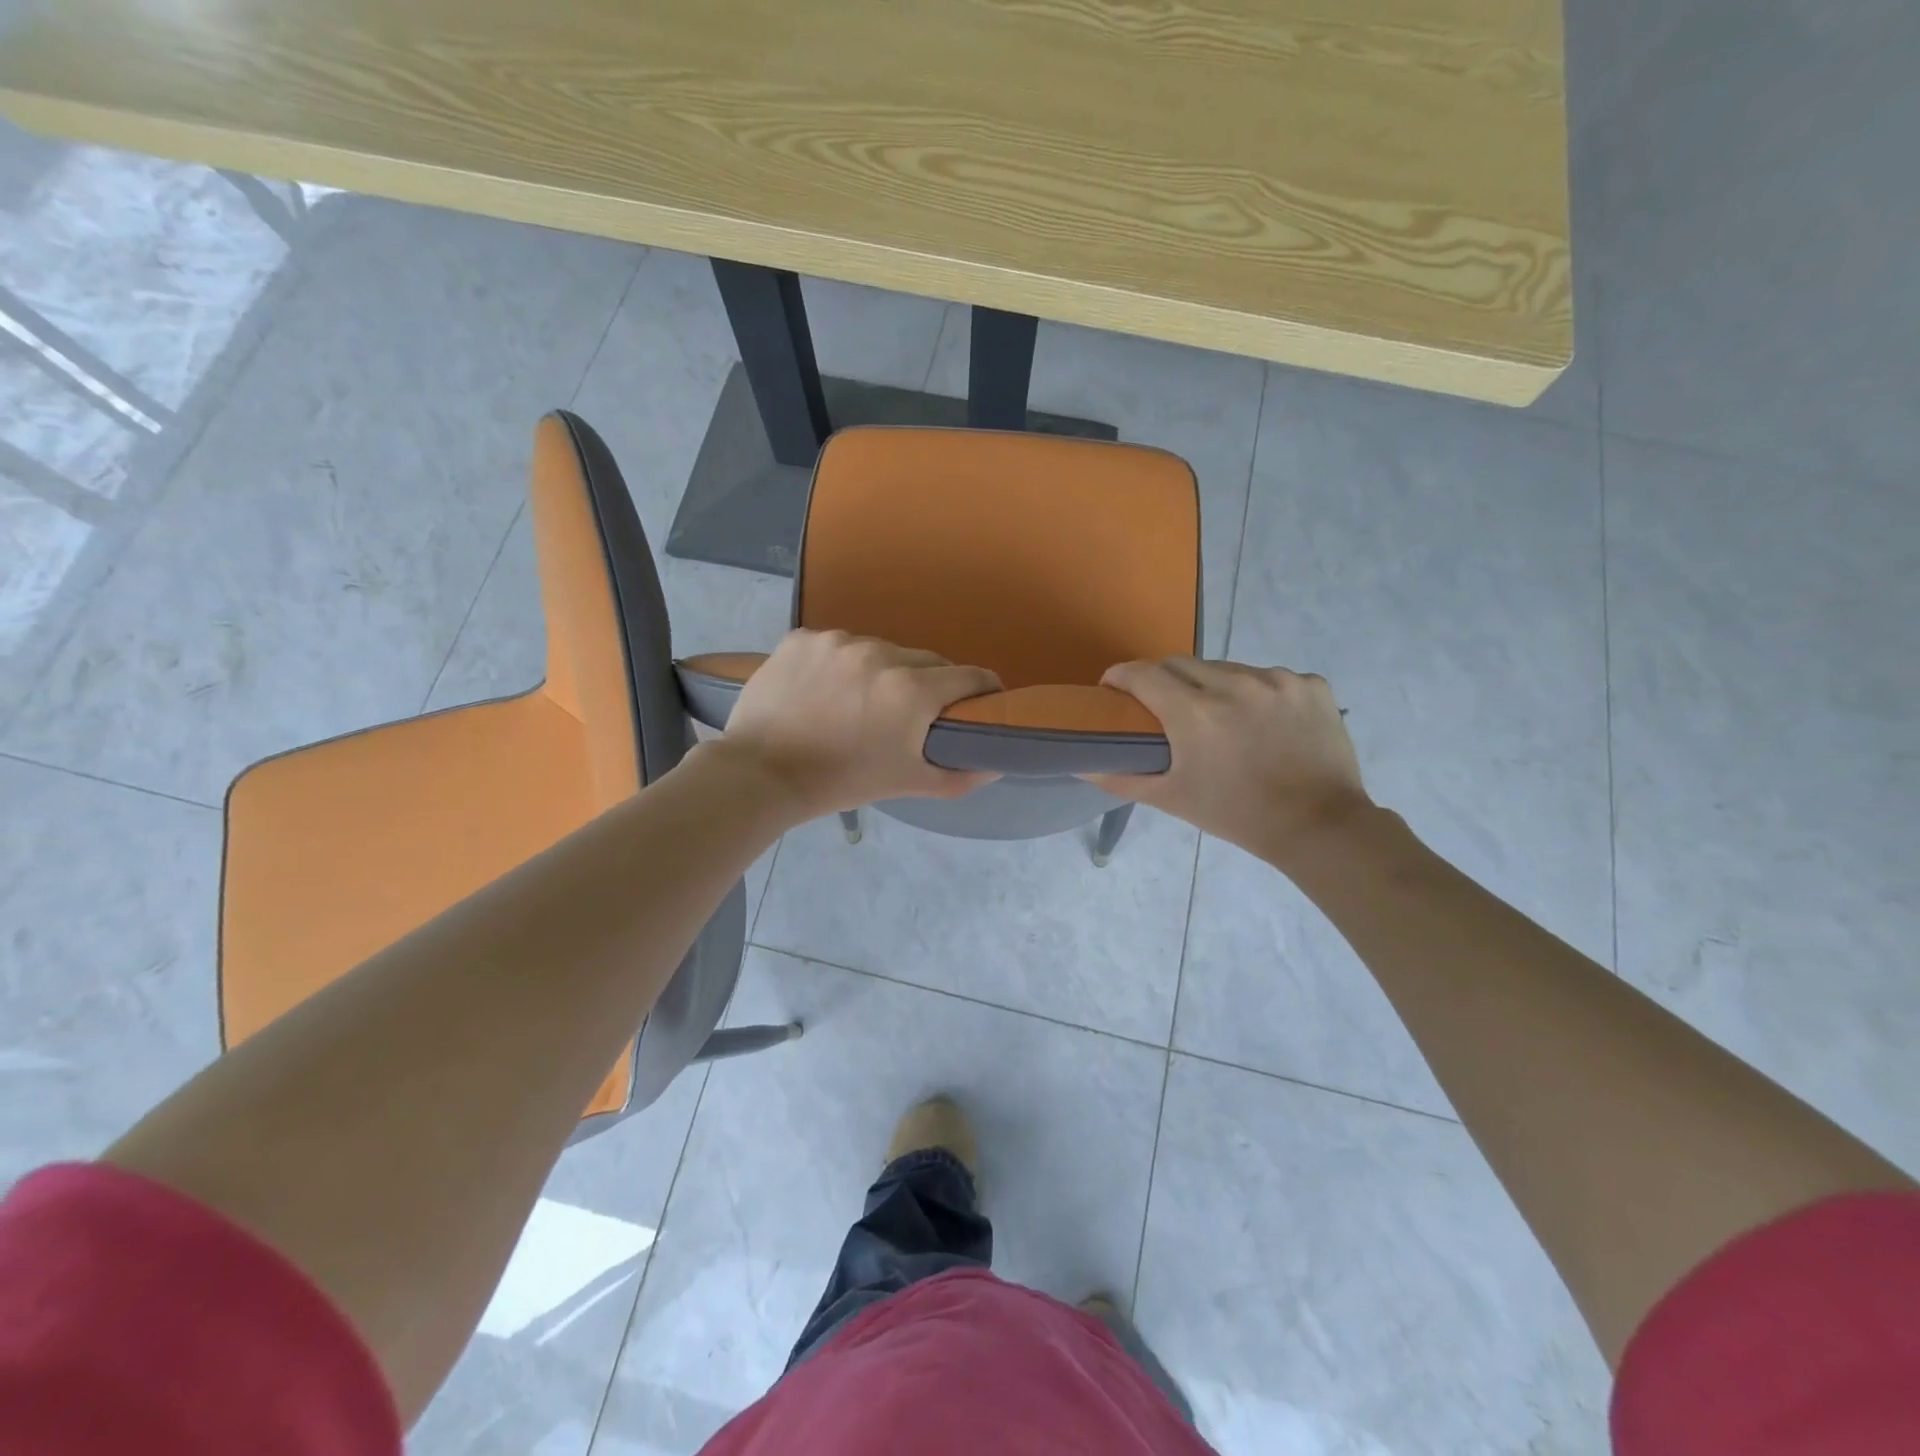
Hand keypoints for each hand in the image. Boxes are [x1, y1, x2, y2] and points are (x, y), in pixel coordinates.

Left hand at [712, 629, 1001, 819]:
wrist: (760, 774)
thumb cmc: (841, 782)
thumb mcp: (906, 783)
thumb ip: (959, 774)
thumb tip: (996, 765)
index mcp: (911, 690)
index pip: (970, 676)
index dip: (984, 689)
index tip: (983, 700)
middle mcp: (879, 654)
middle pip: (925, 660)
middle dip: (930, 682)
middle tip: (915, 710)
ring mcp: (837, 641)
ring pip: (880, 649)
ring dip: (882, 670)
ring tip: (861, 700)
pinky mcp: (802, 638)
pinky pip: (837, 645)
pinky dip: (840, 663)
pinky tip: (825, 689)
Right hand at [1091, 658, 1371, 865]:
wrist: (1320, 827)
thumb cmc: (1237, 815)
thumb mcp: (1173, 799)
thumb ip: (1121, 777)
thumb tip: (1080, 763)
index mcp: (1195, 712)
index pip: (1142, 673)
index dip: (1121, 678)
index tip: (1114, 689)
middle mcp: (1235, 683)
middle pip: (1180, 664)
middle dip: (1162, 680)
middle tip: (1162, 706)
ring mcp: (1278, 680)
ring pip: (1226, 667)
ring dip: (1212, 685)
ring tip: (1219, 716)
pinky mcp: (1312, 684)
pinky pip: (1270, 677)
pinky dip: (1258, 692)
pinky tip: (1263, 721)